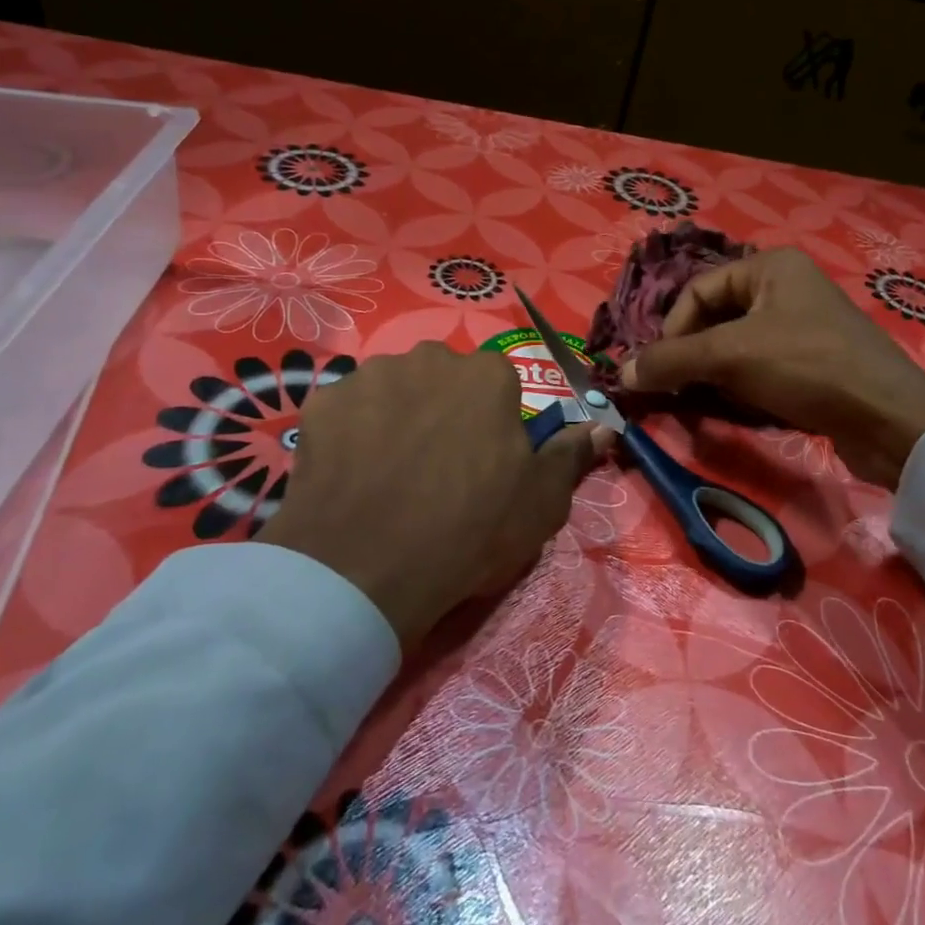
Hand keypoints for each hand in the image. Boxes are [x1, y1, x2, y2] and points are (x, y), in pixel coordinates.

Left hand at [256, 343, 607, 646]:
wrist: (367, 566)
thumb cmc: (471, 529)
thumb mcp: (541, 502)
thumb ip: (571, 455)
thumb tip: (602, 426)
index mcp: (488, 375)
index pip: (497, 386)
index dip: (491, 424)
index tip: (483, 463)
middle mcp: (430, 358)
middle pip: (442, 379)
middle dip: (442, 410)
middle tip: (434, 466)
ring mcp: (371, 375)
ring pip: (393, 389)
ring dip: (396, 416)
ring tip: (387, 472)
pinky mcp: (322, 401)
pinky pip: (346, 410)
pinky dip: (351, 432)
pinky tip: (350, 475)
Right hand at [621, 248, 924, 487]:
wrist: (888, 418)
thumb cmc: (807, 366)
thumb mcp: (731, 356)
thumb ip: (672, 360)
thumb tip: (621, 373)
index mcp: (770, 266)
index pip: (697, 291)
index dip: (672, 331)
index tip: (659, 371)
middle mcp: (786, 286)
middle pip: (715, 317)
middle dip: (692, 354)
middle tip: (677, 387)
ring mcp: (803, 324)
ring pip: (736, 344)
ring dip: (714, 372)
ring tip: (704, 399)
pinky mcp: (814, 360)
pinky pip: (761, 364)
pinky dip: (741, 384)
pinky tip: (738, 406)